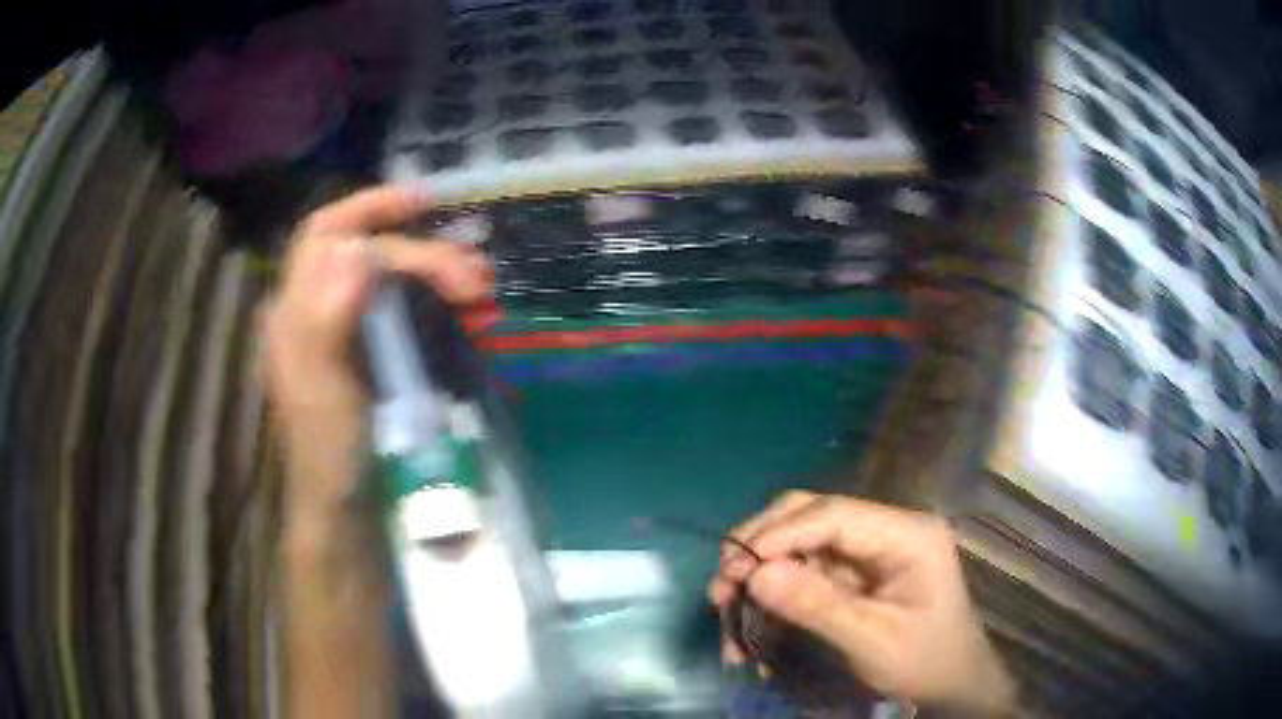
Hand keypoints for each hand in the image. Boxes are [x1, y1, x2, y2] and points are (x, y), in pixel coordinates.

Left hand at [263, 185, 491, 533]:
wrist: (348, 509)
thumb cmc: (330, 455)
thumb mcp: (322, 393)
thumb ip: (327, 321)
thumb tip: (356, 251)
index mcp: (296, 312)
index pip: (325, 234)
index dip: (369, 208)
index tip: (424, 202)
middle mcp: (320, 310)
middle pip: (372, 257)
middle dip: (425, 257)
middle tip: (476, 281)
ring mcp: (349, 332)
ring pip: (393, 279)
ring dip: (438, 274)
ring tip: (482, 291)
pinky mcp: (375, 354)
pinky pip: (409, 309)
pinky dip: (440, 303)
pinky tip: (469, 314)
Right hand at [709, 492, 1014, 715]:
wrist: (954, 685)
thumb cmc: (925, 662)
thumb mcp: (873, 640)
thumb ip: (817, 606)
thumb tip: (756, 575)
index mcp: (907, 534)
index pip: (833, 515)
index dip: (778, 535)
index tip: (734, 569)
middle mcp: (888, 529)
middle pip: (813, 515)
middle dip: (763, 545)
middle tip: (723, 583)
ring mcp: (872, 550)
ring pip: (803, 541)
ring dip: (763, 571)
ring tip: (727, 605)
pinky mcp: (859, 574)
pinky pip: (808, 570)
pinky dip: (776, 592)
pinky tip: (755, 619)